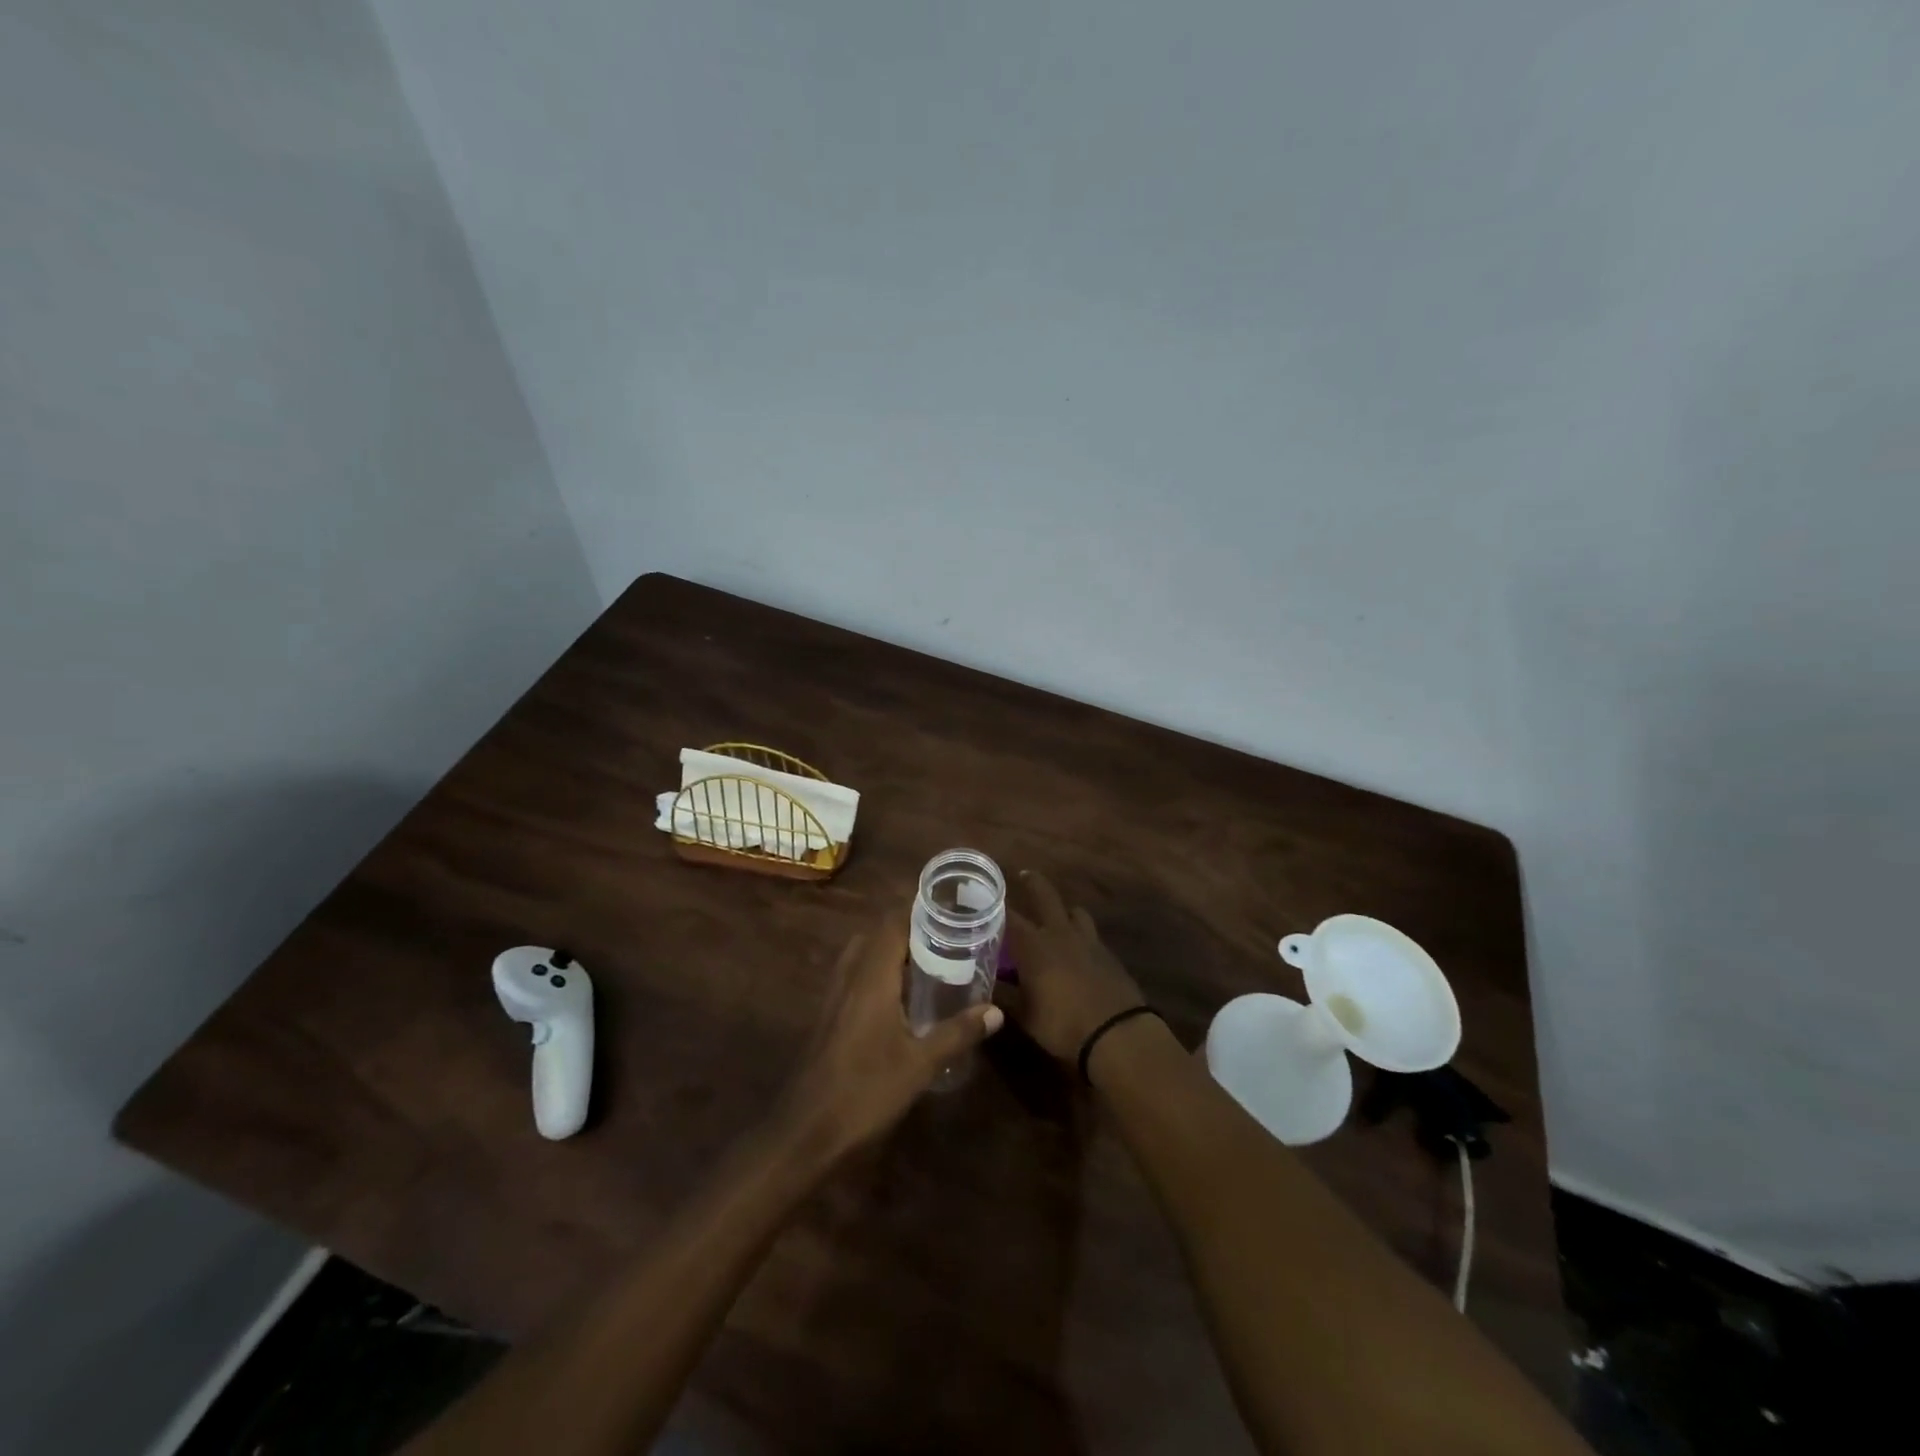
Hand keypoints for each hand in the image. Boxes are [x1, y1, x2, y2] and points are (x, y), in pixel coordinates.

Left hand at [778, 914, 1002, 1163]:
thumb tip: (995, 1011)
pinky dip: (877, 972)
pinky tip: (899, 997)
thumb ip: (957, 1033)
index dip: (917, 911)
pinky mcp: (829, 1015)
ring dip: (890, 950)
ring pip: (862, 955)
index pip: (892, 924)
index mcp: (871, 977)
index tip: (948, 910)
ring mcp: (834, 996)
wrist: (807, 1130)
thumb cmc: (866, 1090)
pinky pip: (855, 976)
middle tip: (944, 937)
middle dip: (908, 929)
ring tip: (927, 961)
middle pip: (876, 935)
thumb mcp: (920, 1064)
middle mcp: (850, 977)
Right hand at [1004, 871, 1146, 1063]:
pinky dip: (1081, 936)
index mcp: (1034, 945)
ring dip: (1064, 911)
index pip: (1009, 917)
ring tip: (1057, 917)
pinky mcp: (1108, 954)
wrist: (1117, 1033)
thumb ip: (1004, 997)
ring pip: (1075, 912)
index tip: (986, 899)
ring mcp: (1088, 941)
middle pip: (1046, 897)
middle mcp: (1060, 934)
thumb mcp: (1025, 1016)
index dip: (996, 906)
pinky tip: (1078, 951)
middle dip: (1034, 883)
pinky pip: (1091, 935)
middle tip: (1024, 875)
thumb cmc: (1062, 1024)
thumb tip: (984, 991)